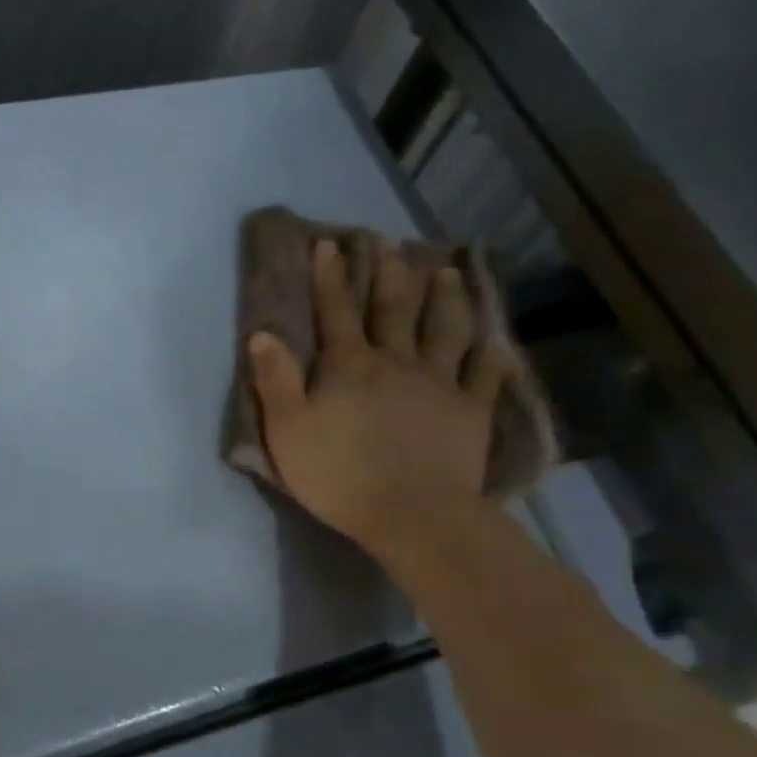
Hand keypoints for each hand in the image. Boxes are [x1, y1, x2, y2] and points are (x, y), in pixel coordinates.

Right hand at [247, 237, 506, 557]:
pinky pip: (484, 373)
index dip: (330, 277)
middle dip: (388, 273)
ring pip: (444, 329)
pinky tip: (494, 338)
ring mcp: (439, 383)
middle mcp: (396, 362)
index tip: (329, 243)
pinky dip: (489, 352)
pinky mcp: (471, 411)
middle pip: (392, 309)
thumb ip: (274, 380)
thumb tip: (262, 333)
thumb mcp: (287, 431)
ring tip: (448, 271)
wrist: (412, 515)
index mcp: (349, 366)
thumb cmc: (339, 474)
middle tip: (390, 242)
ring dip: (445, 298)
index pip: (335, 311)